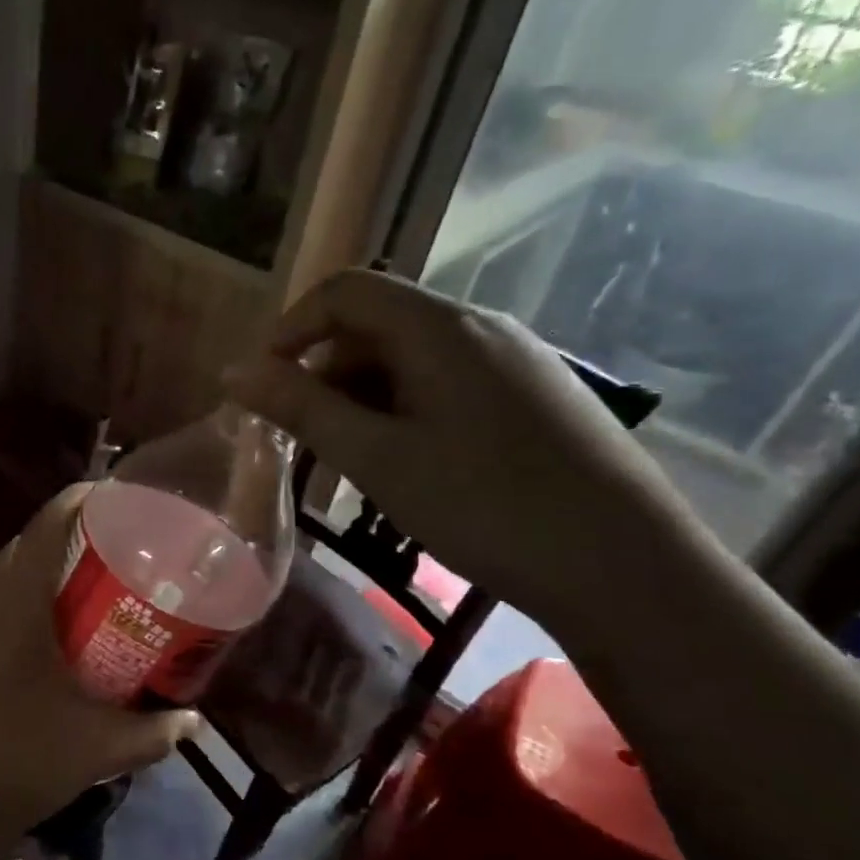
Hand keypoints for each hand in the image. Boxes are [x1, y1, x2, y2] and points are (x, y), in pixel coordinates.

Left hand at [0, 485, 194, 859]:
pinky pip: (2, 613)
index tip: (127, 496)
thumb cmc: (8, 761)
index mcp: (17, 601)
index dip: (86, 497)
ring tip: (103, 588)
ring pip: (15, 581)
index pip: (49, 522)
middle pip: (32, 545)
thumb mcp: (92, 749)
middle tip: (129, 547)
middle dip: (79, 537)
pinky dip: (36, 609)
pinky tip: (62, 642)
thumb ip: (149, 732)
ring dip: (54, 575)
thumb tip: (193, 719)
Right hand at [223, 271, 700, 632]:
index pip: (345, 291)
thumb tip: (234, 371)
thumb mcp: (376, 458)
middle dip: (325, 374)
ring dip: (364, 399)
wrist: (625, 568)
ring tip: (352, 465)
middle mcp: (481, 327)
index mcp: (440, 327)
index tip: (263, 387)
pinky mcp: (537, 397)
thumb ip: (301, 408)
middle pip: (378, 325)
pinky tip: (409, 468)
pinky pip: (450, 384)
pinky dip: (406, 412)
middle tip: (304, 441)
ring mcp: (517, 361)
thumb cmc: (485, 506)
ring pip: (414, 360)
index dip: (291, 329)